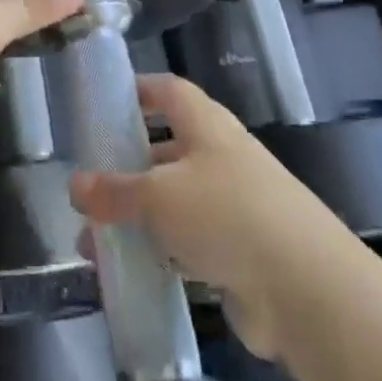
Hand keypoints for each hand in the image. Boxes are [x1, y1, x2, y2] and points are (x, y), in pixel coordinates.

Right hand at [71, 74, 323, 359]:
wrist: (307, 290)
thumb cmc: (226, 215)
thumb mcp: (157, 196)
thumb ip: (114, 191)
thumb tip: (74, 184)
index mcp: (207, 126)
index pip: (169, 92)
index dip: (138, 90)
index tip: (104, 102)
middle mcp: (222, 159)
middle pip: (167, 150)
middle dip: (127, 167)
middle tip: (88, 185)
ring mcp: (234, 208)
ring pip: (173, 204)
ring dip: (136, 219)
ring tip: (92, 242)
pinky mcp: (240, 256)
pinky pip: (187, 247)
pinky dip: (158, 255)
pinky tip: (127, 274)